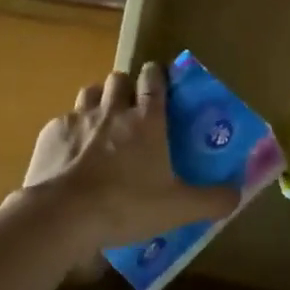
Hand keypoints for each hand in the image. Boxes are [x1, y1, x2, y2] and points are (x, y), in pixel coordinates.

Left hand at [18, 63, 239, 251]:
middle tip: (129, 108)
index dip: (156, 75)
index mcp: (147, 120)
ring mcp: (79, 118)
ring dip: (97, 100)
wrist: (64, 214)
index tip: (158, 79)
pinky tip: (71, 152)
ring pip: (89, 92)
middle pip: (119, 79)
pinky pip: (64, 120)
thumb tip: (237, 195)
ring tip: (100, 122)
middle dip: (125, 86)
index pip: (153, 79)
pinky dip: (70, 130)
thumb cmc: (126, 205)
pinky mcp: (52, 132)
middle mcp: (113, 109)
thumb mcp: (177, 208)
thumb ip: (211, 200)